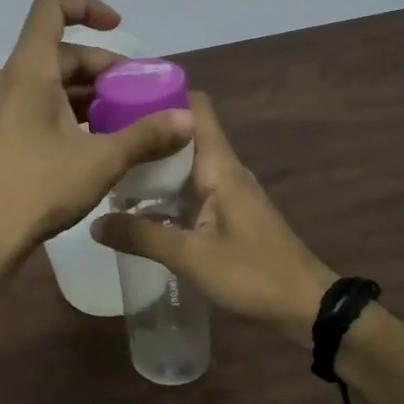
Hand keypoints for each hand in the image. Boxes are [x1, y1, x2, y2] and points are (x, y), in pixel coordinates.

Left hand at [0, 0, 193, 285]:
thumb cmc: (38, 190)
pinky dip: (65, 111)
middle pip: (59, 54)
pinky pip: (34, 105)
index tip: (119, 26)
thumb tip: (188, 119)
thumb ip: (146, 136)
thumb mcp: (101, 161)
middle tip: (138, 95)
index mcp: (27, 71)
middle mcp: (6, 80)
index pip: (50, 10)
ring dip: (86, 94)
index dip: (87, 7)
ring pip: (48, 83)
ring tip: (122, 120)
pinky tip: (91, 141)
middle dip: (102, 68)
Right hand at [94, 92, 335, 346]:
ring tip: (109, 169)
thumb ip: (142, 237)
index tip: (120, 98)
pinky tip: (136, 208)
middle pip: (183, 134)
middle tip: (101, 139)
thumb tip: (95, 221)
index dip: (161, 95)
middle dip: (146, 133)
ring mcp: (227, 193)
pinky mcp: (227, 215)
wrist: (307, 308)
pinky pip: (189, 190)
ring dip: (152, 164)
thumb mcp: (191, 257)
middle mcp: (224, 170)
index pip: (195, 108)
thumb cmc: (253, 274)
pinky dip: (164, 191)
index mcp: (220, 166)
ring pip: (184, 164)